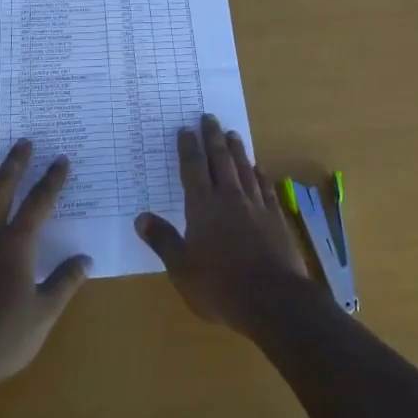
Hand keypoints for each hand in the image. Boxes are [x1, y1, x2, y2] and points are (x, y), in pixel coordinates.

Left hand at [0, 140, 90, 393]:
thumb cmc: (2, 338)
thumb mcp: (43, 315)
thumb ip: (64, 283)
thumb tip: (86, 259)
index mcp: (16, 245)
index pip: (39, 204)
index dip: (52, 180)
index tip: (61, 160)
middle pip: (1, 190)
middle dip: (14, 164)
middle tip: (23, 143)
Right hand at [134, 113, 312, 333]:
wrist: (274, 300)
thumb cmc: (220, 287)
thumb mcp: (182, 269)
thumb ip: (163, 241)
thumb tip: (141, 217)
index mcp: (203, 207)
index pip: (193, 169)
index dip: (188, 148)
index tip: (186, 128)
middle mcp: (229, 198)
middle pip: (220, 160)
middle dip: (213, 137)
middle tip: (209, 117)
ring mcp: (255, 205)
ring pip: (244, 168)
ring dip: (237, 149)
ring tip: (232, 133)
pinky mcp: (276, 218)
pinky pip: (265, 188)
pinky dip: (260, 174)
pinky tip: (259, 168)